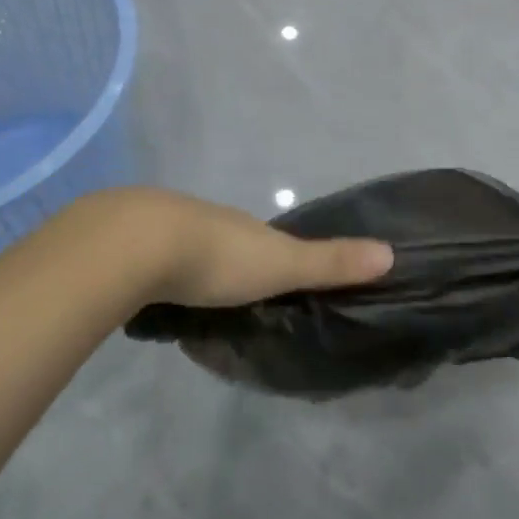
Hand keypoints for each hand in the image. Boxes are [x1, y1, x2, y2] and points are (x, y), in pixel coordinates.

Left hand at [78, 188, 392, 308]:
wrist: (133, 245)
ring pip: (186, 248)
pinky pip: (151, 260)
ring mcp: (163, 228)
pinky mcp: (126, 246)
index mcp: (242, 225)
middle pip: (226, 240)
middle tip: (236, 297)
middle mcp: (206, 219)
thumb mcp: (282, 265)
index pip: (266, 238)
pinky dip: (158, 274)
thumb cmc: (217, 257)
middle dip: (232, 263)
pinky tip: (154, 294)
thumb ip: (331, 263)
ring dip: (192, 267)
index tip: (280, 279)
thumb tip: (391, 253)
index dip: (276, 256)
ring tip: (194, 300)